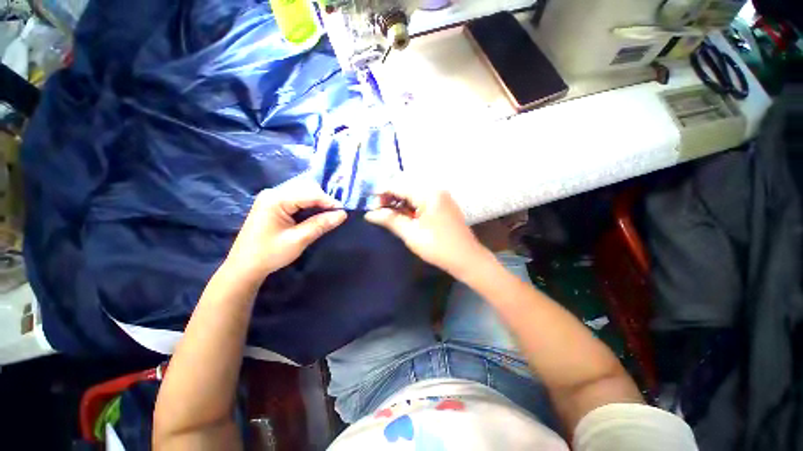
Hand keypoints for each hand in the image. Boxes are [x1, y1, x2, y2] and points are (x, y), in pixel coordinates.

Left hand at [225, 180, 346, 282]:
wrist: (244, 267)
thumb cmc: (269, 254)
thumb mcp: (298, 240)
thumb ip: (320, 224)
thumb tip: (343, 214)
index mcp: (276, 199)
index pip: (310, 193)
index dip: (329, 201)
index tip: (344, 212)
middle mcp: (274, 193)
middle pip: (307, 189)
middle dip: (324, 201)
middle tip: (337, 214)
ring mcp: (273, 198)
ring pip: (303, 193)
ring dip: (318, 203)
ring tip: (330, 215)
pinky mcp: (274, 205)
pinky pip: (297, 200)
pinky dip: (310, 206)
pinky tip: (316, 215)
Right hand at [364, 184, 488, 277]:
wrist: (466, 259)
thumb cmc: (438, 247)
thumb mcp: (411, 234)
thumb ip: (390, 220)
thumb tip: (369, 214)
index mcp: (428, 193)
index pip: (398, 185)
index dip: (381, 193)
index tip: (371, 207)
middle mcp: (435, 190)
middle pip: (406, 187)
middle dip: (390, 197)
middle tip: (379, 213)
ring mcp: (441, 197)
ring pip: (413, 194)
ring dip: (399, 202)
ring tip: (388, 216)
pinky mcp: (443, 205)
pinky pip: (422, 200)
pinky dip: (410, 206)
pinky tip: (404, 216)